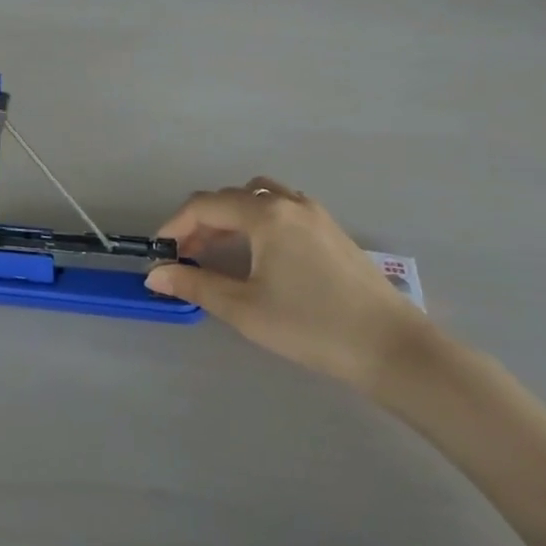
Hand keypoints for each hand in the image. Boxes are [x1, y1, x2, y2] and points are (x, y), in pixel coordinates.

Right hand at [146, 177, 429, 391]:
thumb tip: (154, 275)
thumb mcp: (244, 308)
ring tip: (219, 252)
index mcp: (266, 214)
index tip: (159, 253)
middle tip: (185, 258)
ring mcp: (315, 214)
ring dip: (231, 217)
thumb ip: (195, 285)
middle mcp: (289, 203)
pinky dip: (258, 220)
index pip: (205, 205)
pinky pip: (282, 209)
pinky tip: (259, 255)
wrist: (391, 348)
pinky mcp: (332, 231)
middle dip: (201, 223)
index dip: (175, 225)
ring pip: (259, 198)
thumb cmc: (311, 326)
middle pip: (231, 198)